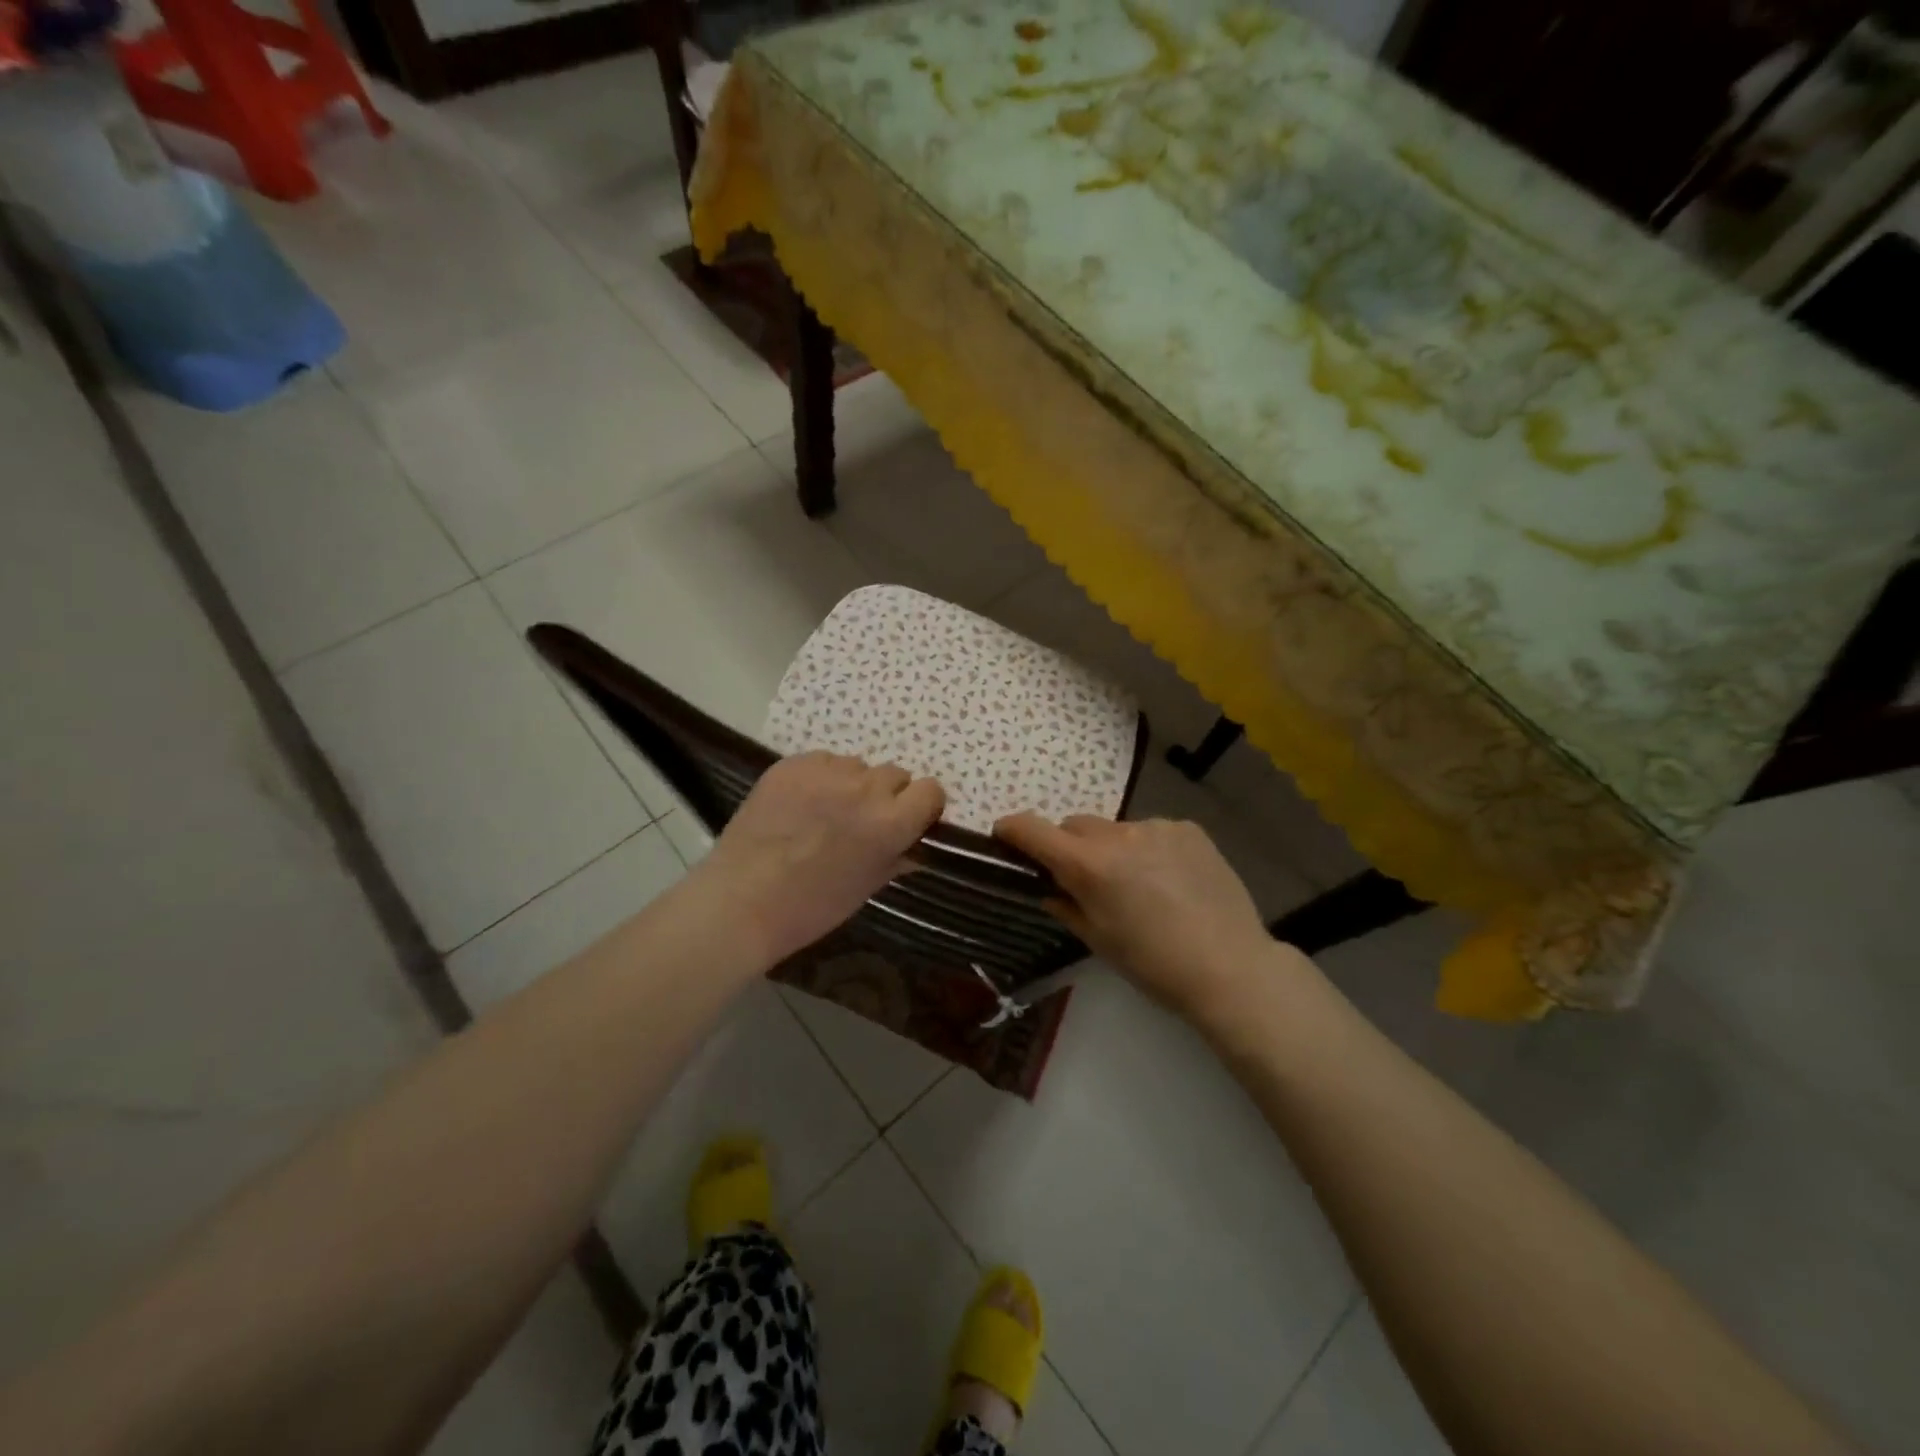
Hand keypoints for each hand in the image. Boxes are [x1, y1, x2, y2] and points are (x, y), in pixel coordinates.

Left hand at [697, 752, 944, 965]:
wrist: (741, 900)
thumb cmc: (811, 907)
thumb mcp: (866, 887)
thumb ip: (898, 857)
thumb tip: (916, 846)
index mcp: (890, 822)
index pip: (931, 790)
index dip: (922, 806)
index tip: (909, 821)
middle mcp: (865, 788)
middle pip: (895, 775)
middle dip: (887, 796)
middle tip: (863, 821)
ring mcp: (826, 771)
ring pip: (857, 766)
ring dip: (853, 785)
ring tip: (826, 813)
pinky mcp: (792, 764)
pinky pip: (823, 762)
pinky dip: (820, 779)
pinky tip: (801, 805)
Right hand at [993, 813, 1298, 1020]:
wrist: (1231, 967)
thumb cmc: (1154, 965)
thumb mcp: (1099, 940)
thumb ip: (1066, 905)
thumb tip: (1049, 887)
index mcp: (1089, 865)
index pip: (1033, 830)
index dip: (1012, 830)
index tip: (1004, 836)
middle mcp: (1118, 834)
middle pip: (1075, 826)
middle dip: (1070, 847)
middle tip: (1085, 880)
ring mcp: (1157, 826)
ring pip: (1116, 830)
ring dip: (1113, 849)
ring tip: (1140, 887)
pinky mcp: (1188, 828)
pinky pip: (1152, 832)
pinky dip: (1148, 849)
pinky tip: (1171, 881)